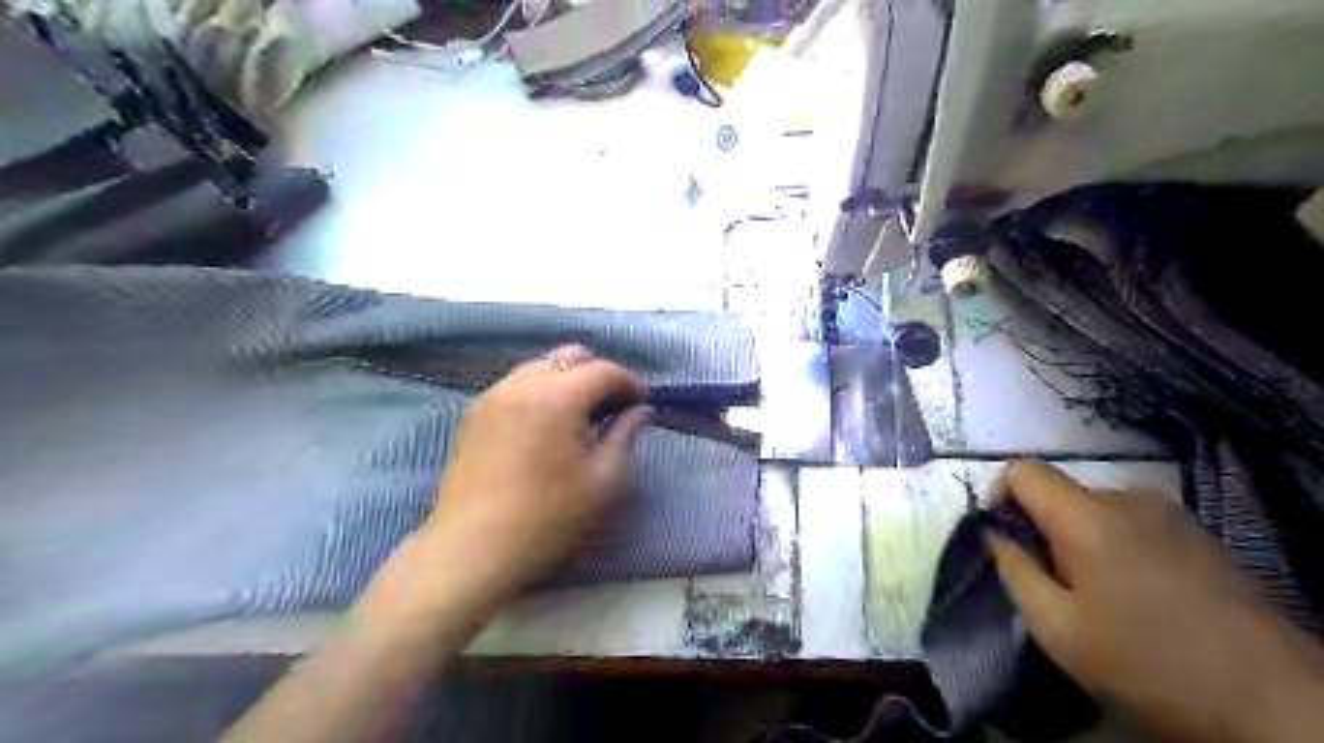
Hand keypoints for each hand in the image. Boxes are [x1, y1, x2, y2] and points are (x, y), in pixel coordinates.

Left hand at [410, 346, 647, 611]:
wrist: (472, 550)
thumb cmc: (547, 518)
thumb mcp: (602, 480)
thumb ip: (625, 435)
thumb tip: (640, 411)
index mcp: (558, 397)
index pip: (605, 370)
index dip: (630, 384)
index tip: (640, 406)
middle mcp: (523, 383)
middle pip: (571, 356)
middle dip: (598, 375)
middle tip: (611, 409)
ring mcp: (494, 394)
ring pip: (541, 366)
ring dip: (568, 380)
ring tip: (578, 417)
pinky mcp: (475, 412)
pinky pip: (517, 383)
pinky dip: (540, 390)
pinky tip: (545, 425)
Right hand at [987, 460, 1323, 742]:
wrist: (1279, 704)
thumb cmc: (1150, 664)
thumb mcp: (1058, 629)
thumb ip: (1014, 571)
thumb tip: (995, 535)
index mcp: (1088, 517)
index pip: (1023, 470)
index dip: (998, 493)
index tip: (998, 533)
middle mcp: (1129, 499)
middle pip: (1060, 491)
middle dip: (1040, 525)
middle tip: (1044, 578)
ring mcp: (1170, 514)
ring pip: (1095, 508)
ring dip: (1078, 537)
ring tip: (1090, 592)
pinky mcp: (1199, 533)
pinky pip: (1132, 522)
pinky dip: (1113, 544)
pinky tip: (1133, 594)